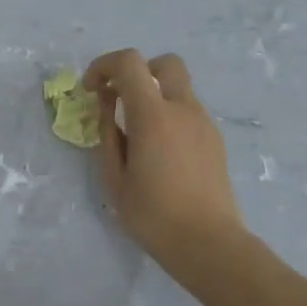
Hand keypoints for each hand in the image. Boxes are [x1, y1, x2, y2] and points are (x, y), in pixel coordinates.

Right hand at [82, 49, 244, 273]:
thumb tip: (107, 106)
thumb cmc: (152, 215)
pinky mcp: (214, 140)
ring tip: (136, 135)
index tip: (91, 90)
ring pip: (178, 89)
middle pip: (164, 63)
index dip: (104, 66)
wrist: (207, 242)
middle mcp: (183, 109)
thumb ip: (108, 135)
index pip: (130, 63)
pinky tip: (158, 153)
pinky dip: (168, 116)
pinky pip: (188, 112)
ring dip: (154, 96)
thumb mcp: (114, 178)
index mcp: (154, 116)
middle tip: (119, 99)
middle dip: (137, 71)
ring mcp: (204, 123)